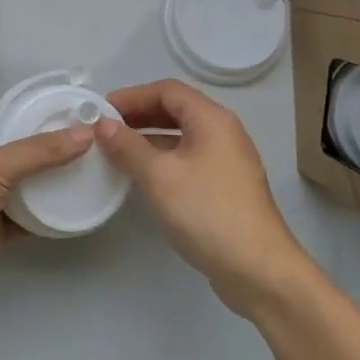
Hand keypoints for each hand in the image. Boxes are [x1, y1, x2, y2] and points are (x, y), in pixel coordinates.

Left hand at [0, 106, 95, 321]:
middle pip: (19, 149)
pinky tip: (77, 207)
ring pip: (25, 184)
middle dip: (52, 145)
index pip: (5, 113)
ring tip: (93, 168)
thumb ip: (40, 150)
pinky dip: (48, 214)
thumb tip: (86, 133)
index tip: (76, 107)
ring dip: (53, 180)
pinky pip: (26, 217)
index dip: (37, 108)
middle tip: (94, 139)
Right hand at [95, 79, 318, 319]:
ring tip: (116, 151)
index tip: (101, 110)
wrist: (257, 269)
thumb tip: (103, 124)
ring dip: (148, 138)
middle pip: (176, 110)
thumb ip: (128, 147)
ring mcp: (227, 161)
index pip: (167, 90)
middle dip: (138, 115)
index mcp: (212, 120)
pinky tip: (142, 177)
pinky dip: (162, 159)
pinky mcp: (225, 187)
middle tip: (104, 129)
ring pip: (182, 136)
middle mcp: (223, 133)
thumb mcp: (159, 177)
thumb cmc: (207, 213)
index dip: (132, 96)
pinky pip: (188, 159)